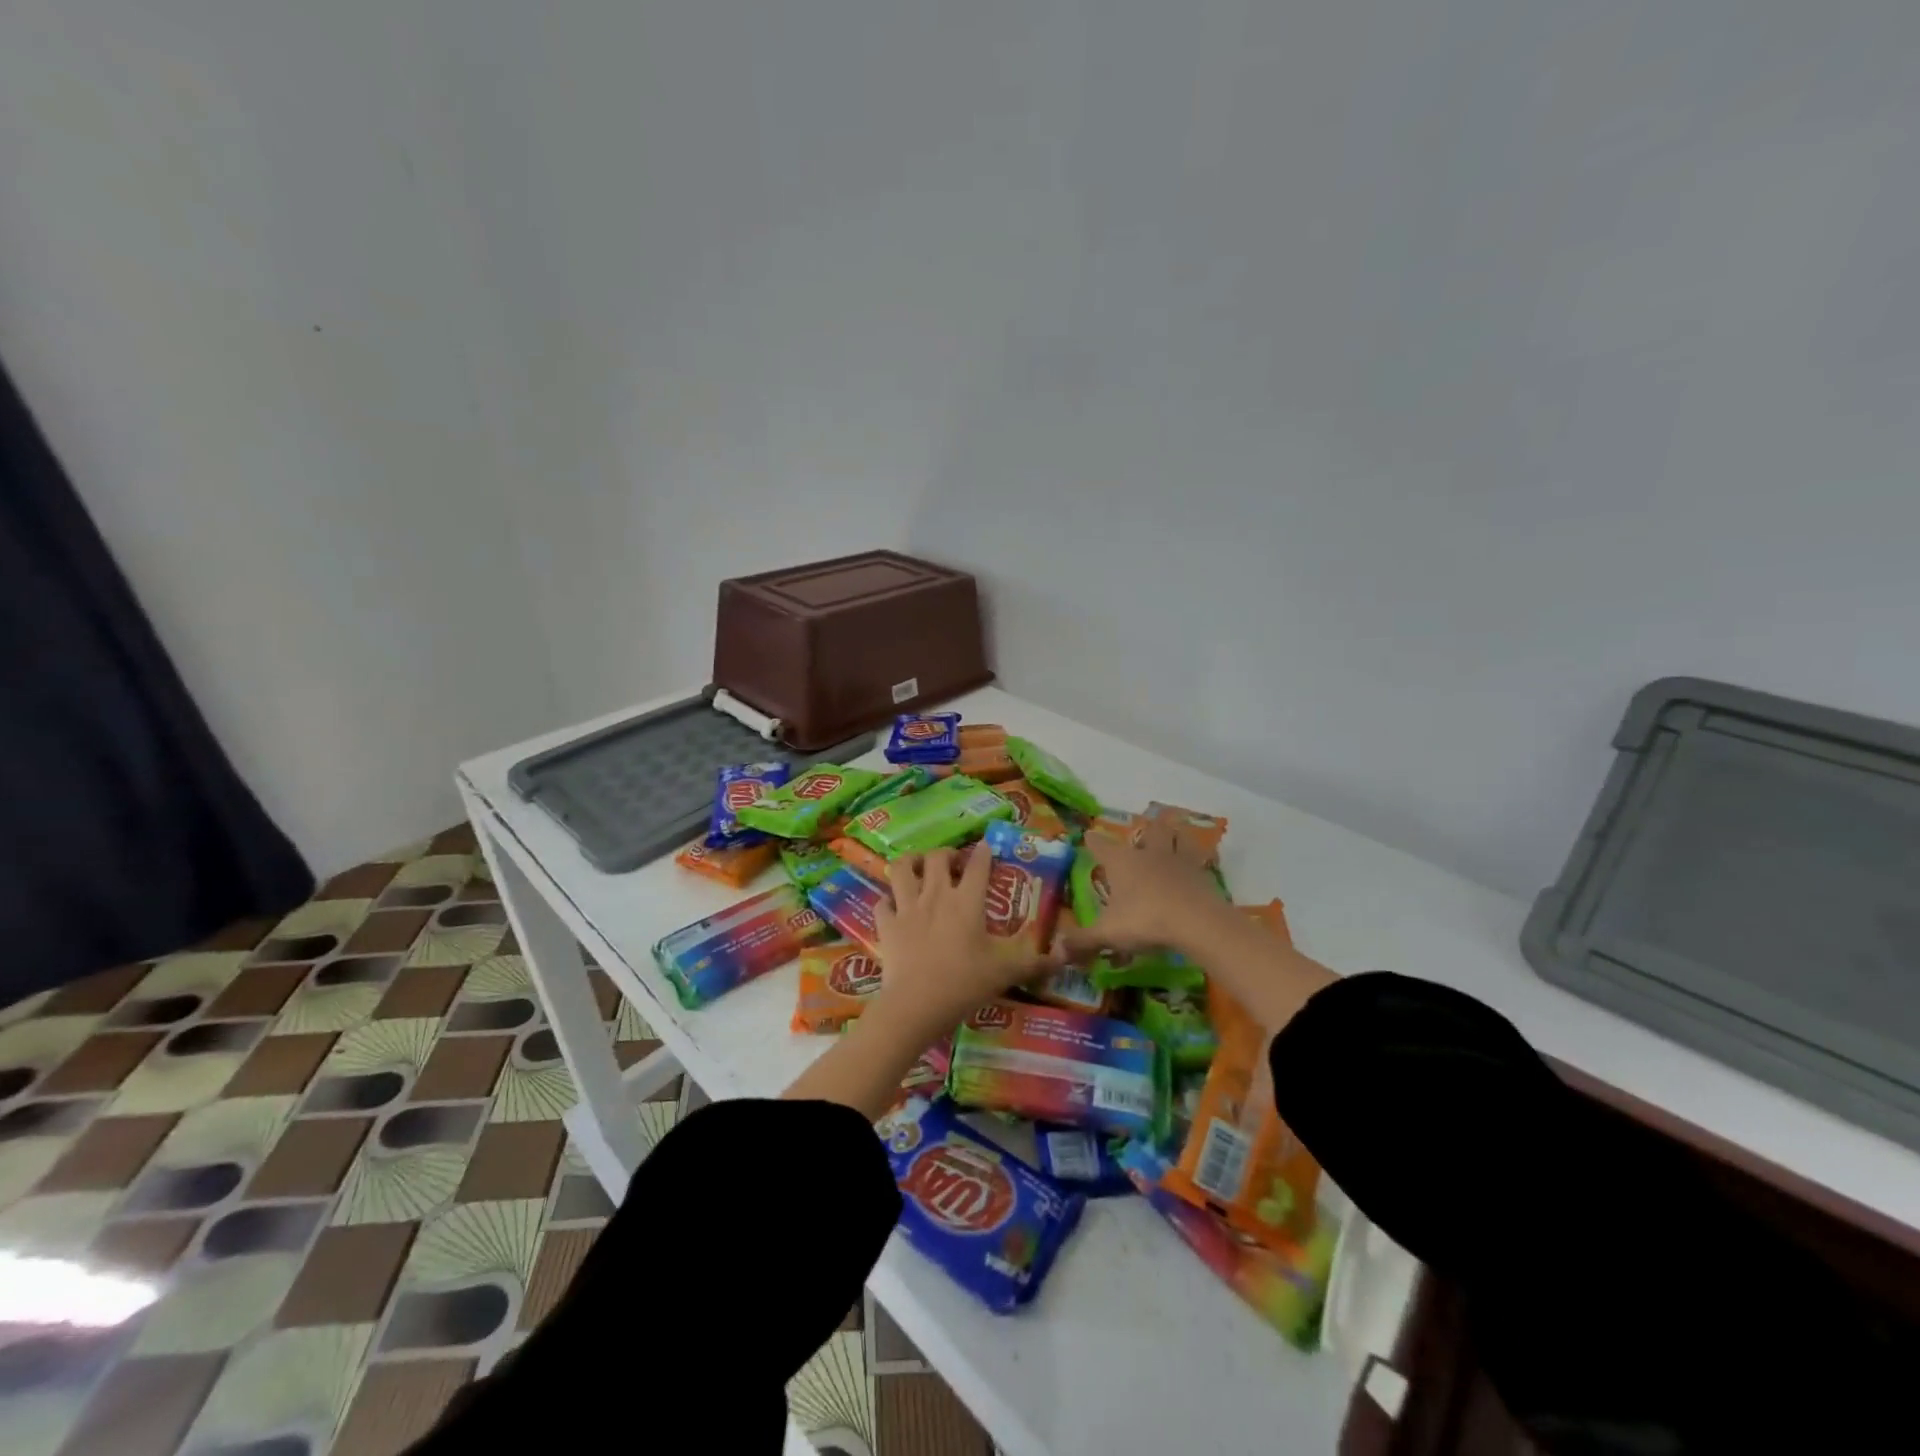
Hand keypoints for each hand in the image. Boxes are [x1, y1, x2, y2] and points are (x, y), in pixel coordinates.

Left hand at [869, 847, 1041, 1035]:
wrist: (917, 1005)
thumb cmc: (965, 983)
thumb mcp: (1007, 972)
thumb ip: (1037, 962)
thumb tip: (1066, 956)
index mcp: (967, 901)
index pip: (978, 864)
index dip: (984, 852)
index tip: (987, 847)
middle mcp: (936, 895)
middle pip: (937, 857)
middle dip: (946, 854)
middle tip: (954, 865)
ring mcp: (907, 907)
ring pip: (901, 868)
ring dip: (910, 863)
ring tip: (918, 869)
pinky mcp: (886, 924)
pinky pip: (883, 902)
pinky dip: (888, 900)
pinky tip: (895, 906)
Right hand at [1054, 819, 1234, 962]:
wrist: (1197, 923)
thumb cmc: (1145, 920)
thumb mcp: (1108, 934)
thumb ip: (1082, 940)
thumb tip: (1056, 950)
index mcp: (1122, 862)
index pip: (1101, 845)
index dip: (1093, 841)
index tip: (1088, 835)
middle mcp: (1149, 854)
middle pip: (1148, 832)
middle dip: (1145, 831)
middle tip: (1143, 835)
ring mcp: (1179, 862)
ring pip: (1178, 838)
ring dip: (1175, 836)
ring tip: (1174, 836)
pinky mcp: (1203, 876)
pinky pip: (1200, 861)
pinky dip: (1199, 861)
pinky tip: (1198, 867)